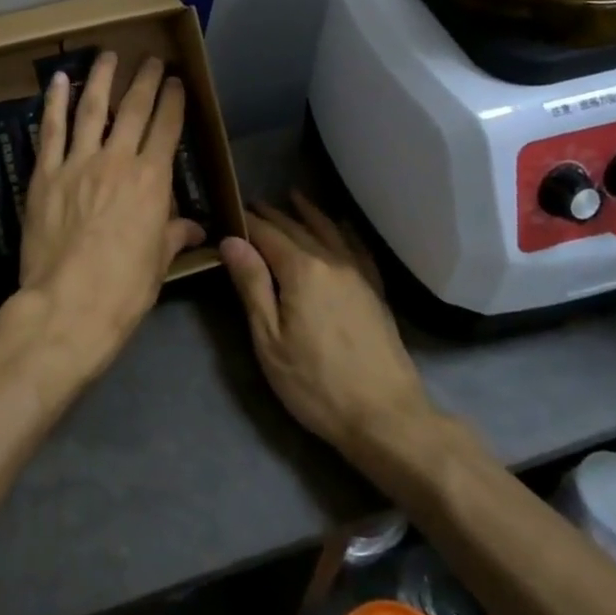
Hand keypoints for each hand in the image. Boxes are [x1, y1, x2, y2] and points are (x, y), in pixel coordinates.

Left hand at [0, 52, 202, 386]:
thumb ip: (174, 235)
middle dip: (145, 80)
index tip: (176, 81)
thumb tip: (196, 228)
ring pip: (92, 109)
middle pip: (134, 109)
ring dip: (102, 78)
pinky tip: (59, 80)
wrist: (68, 305)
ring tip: (108, 55)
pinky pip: (51, 130)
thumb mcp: (158, 263)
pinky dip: (55, 103)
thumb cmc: (123, 289)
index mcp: (152, 180)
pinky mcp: (45, 174)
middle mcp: (118, 161)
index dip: (173, 101)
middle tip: (151, 59)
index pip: (167, 128)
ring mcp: (78, 163)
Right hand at [220, 192, 431, 454]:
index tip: (229, 211)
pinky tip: (342, 226)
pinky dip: (345, 231)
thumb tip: (232, 240)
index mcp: (302, 270)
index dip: (247, 222)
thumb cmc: (316, 383)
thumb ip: (252, 285)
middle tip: (253, 204)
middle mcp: (332, 261)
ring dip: (308, 213)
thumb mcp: (269, 340)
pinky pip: (358, 248)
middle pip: (297, 228)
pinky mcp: (375, 290)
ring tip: (293, 197)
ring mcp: (358, 274)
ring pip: (330, 231)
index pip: (267, 234)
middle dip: (273, 215)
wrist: (386, 416)